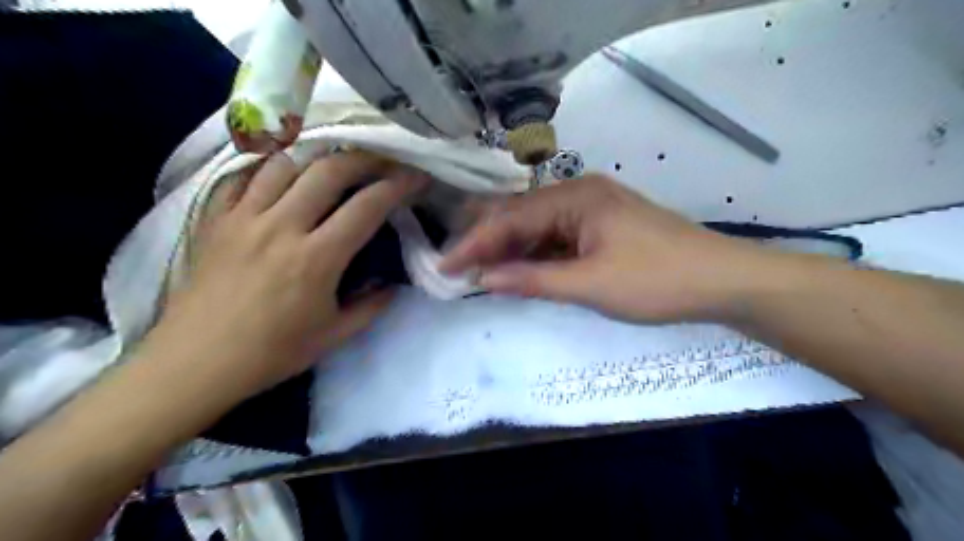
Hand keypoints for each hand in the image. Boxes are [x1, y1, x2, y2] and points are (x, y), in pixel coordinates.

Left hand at [149, 153, 425, 397]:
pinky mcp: (216, 219)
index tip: (415, 177)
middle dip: (363, 159)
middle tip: (381, 161)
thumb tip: (391, 283)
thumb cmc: (272, 352)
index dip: (397, 186)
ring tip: (333, 166)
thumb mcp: (335, 336)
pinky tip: (282, 178)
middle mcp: (282, 226)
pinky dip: (268, 170)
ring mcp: (244, 218)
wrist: (196, 363)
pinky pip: (243, 177)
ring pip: (285, 164)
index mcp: (316, 258)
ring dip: (316, 159)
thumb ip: (372, 306)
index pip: (366, 207)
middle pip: (328, 170)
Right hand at [439, 175, 773, 322]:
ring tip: (480, 273)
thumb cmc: (655, 280)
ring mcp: (592, 209)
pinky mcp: (602, 226)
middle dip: (488, 243)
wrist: (721, 281)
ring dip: (511, 251)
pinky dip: (536, 255)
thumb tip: (483, 279)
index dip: (475, 245)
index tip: (446, 267)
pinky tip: (520, 270)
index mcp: (574, 197)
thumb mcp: (589, 284)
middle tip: (457, 269)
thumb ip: (533, 280)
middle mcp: (579, 193)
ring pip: (537, 228)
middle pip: (520, 216)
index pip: (510, 219)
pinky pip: (557, 237)